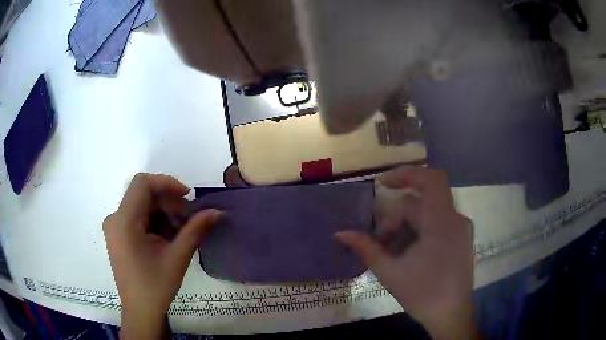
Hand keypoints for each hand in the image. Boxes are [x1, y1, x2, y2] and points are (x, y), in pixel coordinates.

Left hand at [103, 173, 220, 339]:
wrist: (140, 311)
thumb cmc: (156, 286)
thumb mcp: (177, 257)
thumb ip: (195, 230)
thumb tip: (217, 211)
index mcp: (124, 221)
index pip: (142, 183)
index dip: (166, 183)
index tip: (188, 197)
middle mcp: (115, 218)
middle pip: (143, 195)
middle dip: (168, 202)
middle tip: (189, 219)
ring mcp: (115, 227)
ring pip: (142, 206)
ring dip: (163, 213)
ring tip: (180, 233)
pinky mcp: (118, 235)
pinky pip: (137, 218)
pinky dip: (155, 222)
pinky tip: (167, 239)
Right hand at [336, 167, 477, 339]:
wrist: (452, 316)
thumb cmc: (423, 294)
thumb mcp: (391, 272)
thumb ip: (366, 249)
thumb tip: (340, 234)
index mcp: (442, 222)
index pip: (431, 179)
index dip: (406, 174)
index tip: (382, 184)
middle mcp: (455, 219)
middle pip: (420, 203)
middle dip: (396, 218)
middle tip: (380, 241)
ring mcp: (460, 230)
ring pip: (428, 215)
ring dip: (406, 228)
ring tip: (391, 253)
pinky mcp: (461, 240)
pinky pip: (437, 225)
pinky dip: (419, 233)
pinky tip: (408, 255)